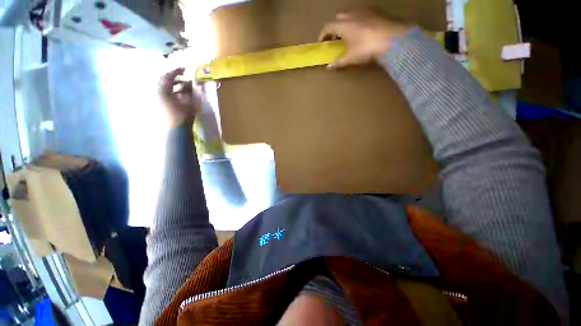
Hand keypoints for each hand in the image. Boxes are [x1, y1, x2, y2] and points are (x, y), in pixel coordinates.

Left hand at [159, 68, 202, 127]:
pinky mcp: (159, 106)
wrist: (176, 131)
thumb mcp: (190, 103)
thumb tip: (192, 83)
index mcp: (163, 91)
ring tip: (184, 87)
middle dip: (174, 78)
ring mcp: (157, 100)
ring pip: (164, 88)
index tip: (184, 69)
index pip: (168, 76)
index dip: (176, 71)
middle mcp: (157, 93)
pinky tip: (179, 95)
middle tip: (183, 77)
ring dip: (173, 85)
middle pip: (163, 81)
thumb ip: (191, 92)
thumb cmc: (184, 116)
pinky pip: (164, 94)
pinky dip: (172, 92)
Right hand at [319, 10, 411, 68]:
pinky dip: (356, 20)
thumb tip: (328, 67)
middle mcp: (351, 15)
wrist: (392, 39)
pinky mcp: (374, 11)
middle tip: (335, 38)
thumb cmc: (366, 48)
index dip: (322, 34)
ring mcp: (364, 11)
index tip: (322, 42)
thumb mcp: (350, 58)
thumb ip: (338, 62)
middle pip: (337, 17)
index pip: (327, 27)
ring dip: (345, 23)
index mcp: (343, 25)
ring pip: (349, 13)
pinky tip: (361, 30)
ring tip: (348, 34)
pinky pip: (360, 13)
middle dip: (334, 27)